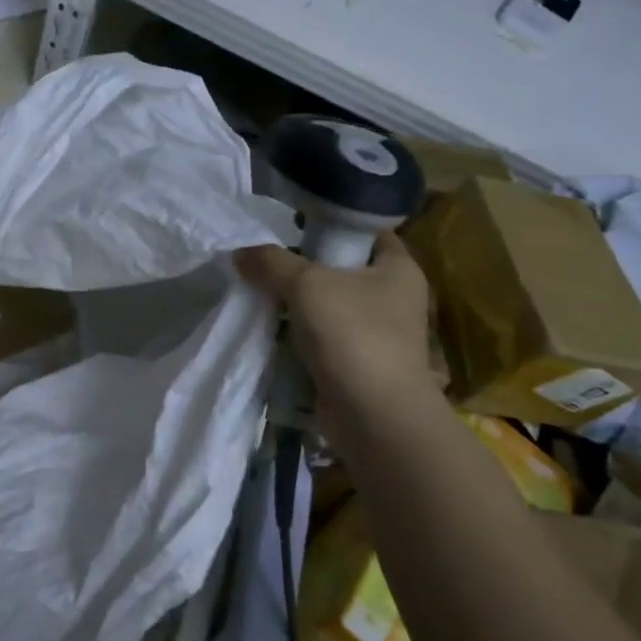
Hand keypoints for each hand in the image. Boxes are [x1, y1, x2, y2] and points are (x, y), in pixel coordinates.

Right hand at [234, 232, 435, 404]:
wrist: (374, 416)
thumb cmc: (353, 335)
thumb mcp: (306, 285)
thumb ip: (272, 263)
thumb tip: (241, 253)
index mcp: (399, 269)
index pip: (369, 232)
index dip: (334, 224)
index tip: (295, 226)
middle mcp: (394, 298)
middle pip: (342, 270)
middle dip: (305, 268)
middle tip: (267, 262)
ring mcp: (377, 335)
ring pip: (329, 308)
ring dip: (297, 306)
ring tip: (260, 296)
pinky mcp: (358, 364)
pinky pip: (322, 340)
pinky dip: (298, 337)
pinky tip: (270, 332)